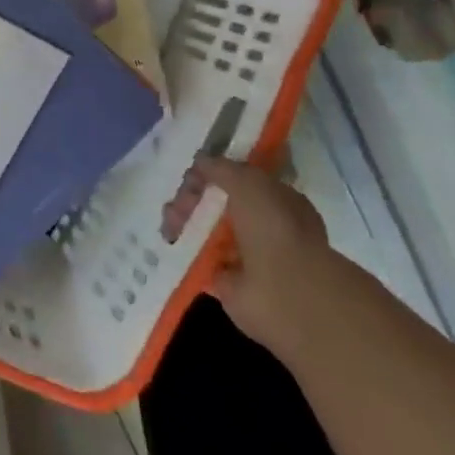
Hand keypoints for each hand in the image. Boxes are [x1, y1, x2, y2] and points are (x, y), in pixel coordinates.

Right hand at [165, 155, 331, 355]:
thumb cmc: (273, 229)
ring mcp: (245, 256)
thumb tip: (200, 161)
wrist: (285, 293)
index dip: (213, 173)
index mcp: (276, 199)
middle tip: (177, 203)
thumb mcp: (247, 182)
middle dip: (194, 198)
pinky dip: (183, 251)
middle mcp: (263, 226)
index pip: (239, 179)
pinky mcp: (227, 283)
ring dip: (185, 222)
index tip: (191, 174)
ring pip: (207, 230)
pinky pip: (199, 260)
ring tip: (169, 224)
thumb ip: (221, 168)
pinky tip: (169, 242)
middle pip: (219, 204)